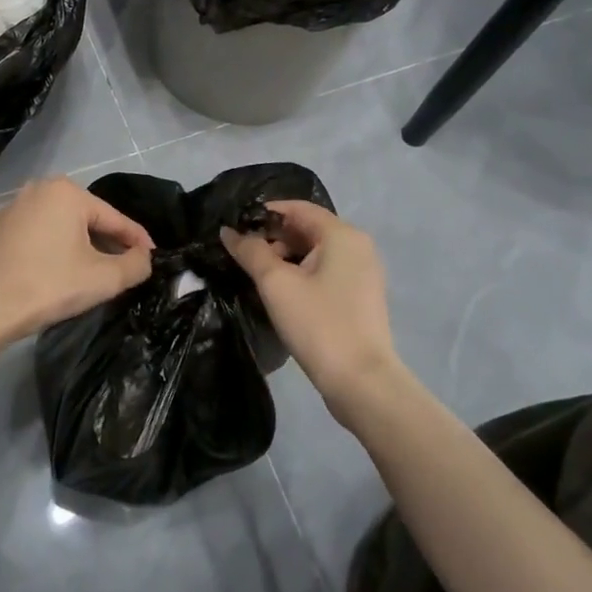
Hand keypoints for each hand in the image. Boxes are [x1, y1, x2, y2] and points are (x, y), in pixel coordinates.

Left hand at [0, 178, 154, 346]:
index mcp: (66, 193)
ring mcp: (8, 209)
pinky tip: (48, 273)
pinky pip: (30, 237)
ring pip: (56, 226)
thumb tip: (144, 258)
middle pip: (84, 219)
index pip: (113, 218)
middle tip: (121, 265)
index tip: (152, 256)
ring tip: (87, 271)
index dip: (137, 239)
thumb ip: (135, 265)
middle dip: (105, 240)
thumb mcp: (103, 279)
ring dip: (74, 245)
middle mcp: (36, 190)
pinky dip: (45, 250)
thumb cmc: (49, 286)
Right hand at [221, 201, 401, 408]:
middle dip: (272, 237)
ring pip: (315, 252)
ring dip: (284, 257)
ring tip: (255, 275)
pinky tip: (279, 292)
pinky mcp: (360, 296)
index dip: (264, 213)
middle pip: (307, 228)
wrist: (362, 383)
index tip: (234, 227)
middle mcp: (357, 246)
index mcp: (342, 234)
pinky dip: (301, 273)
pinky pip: (325, 271)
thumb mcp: (276, 284)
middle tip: (241, 255)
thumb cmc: (319, 324)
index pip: (297, 208)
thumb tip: (228, 231)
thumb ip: (250, 251)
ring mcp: (362, 272)